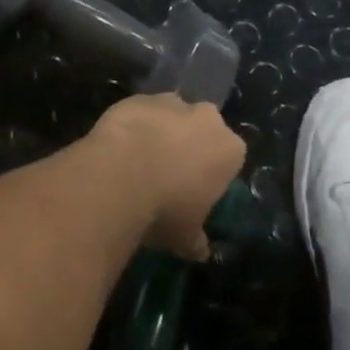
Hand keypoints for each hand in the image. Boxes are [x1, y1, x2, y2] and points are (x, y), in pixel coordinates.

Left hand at [86, 95, 244, 259]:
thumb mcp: (186, 236)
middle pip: (203, 128)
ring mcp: (171, 103)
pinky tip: (119, 147)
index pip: (229, 157)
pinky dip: (133, 124)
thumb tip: (199, 251)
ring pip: (171, 114)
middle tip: (169, 170)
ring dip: (161, 130)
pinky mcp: (137, 97)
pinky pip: (140, 111)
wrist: (120, 174)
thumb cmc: (166, 208)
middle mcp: (207, 118)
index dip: (212, 173)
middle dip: (190, 143)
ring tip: (139, 158)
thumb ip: (196, 240)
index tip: (195, 190)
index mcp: (230, 149)